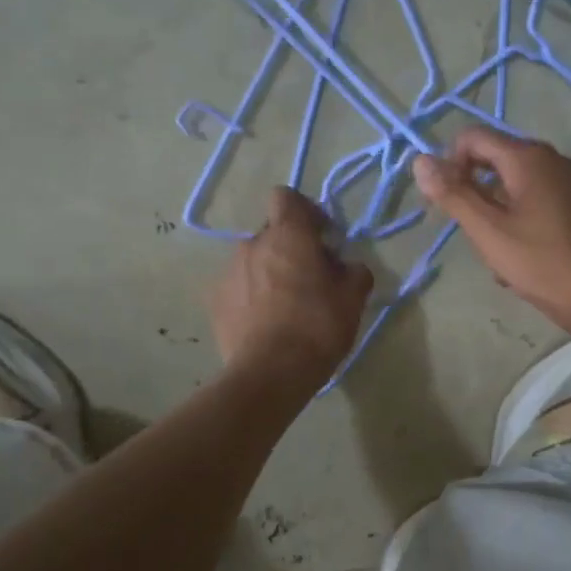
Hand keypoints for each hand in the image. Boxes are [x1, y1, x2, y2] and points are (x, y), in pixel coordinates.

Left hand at [209, 188, 373, 394]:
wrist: (270, 374)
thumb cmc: (317, 328)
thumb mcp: (353, 300)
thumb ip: (355, 272)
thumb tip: (348, 266)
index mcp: (288, 236)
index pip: (286, 197)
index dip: (306, 212)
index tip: (322, 238)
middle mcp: (252, 245)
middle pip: (273, 234)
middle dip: (291, 249)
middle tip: (311, 280)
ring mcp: (228, 273)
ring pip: (254, 262)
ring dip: (270, 274)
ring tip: (287, 308)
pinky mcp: (215, 302)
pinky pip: (239, 288)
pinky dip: (252, 298)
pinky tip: (266, 325)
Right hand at [412, 127, 570, 344]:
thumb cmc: (546, 264)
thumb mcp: (490, 232)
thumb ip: (454, 195)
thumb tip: (419, 160)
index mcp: (527, 157)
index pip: (472, 138)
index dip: (449, 165)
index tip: (446, 206)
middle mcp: (550, 161)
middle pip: (493, 166)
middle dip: (475, 200)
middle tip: (477, 241)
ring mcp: (569, 186)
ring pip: (512, 194)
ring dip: (496, 223)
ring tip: (501, 262)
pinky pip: (535, 211)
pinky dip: (520, 232)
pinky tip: (523, 268)